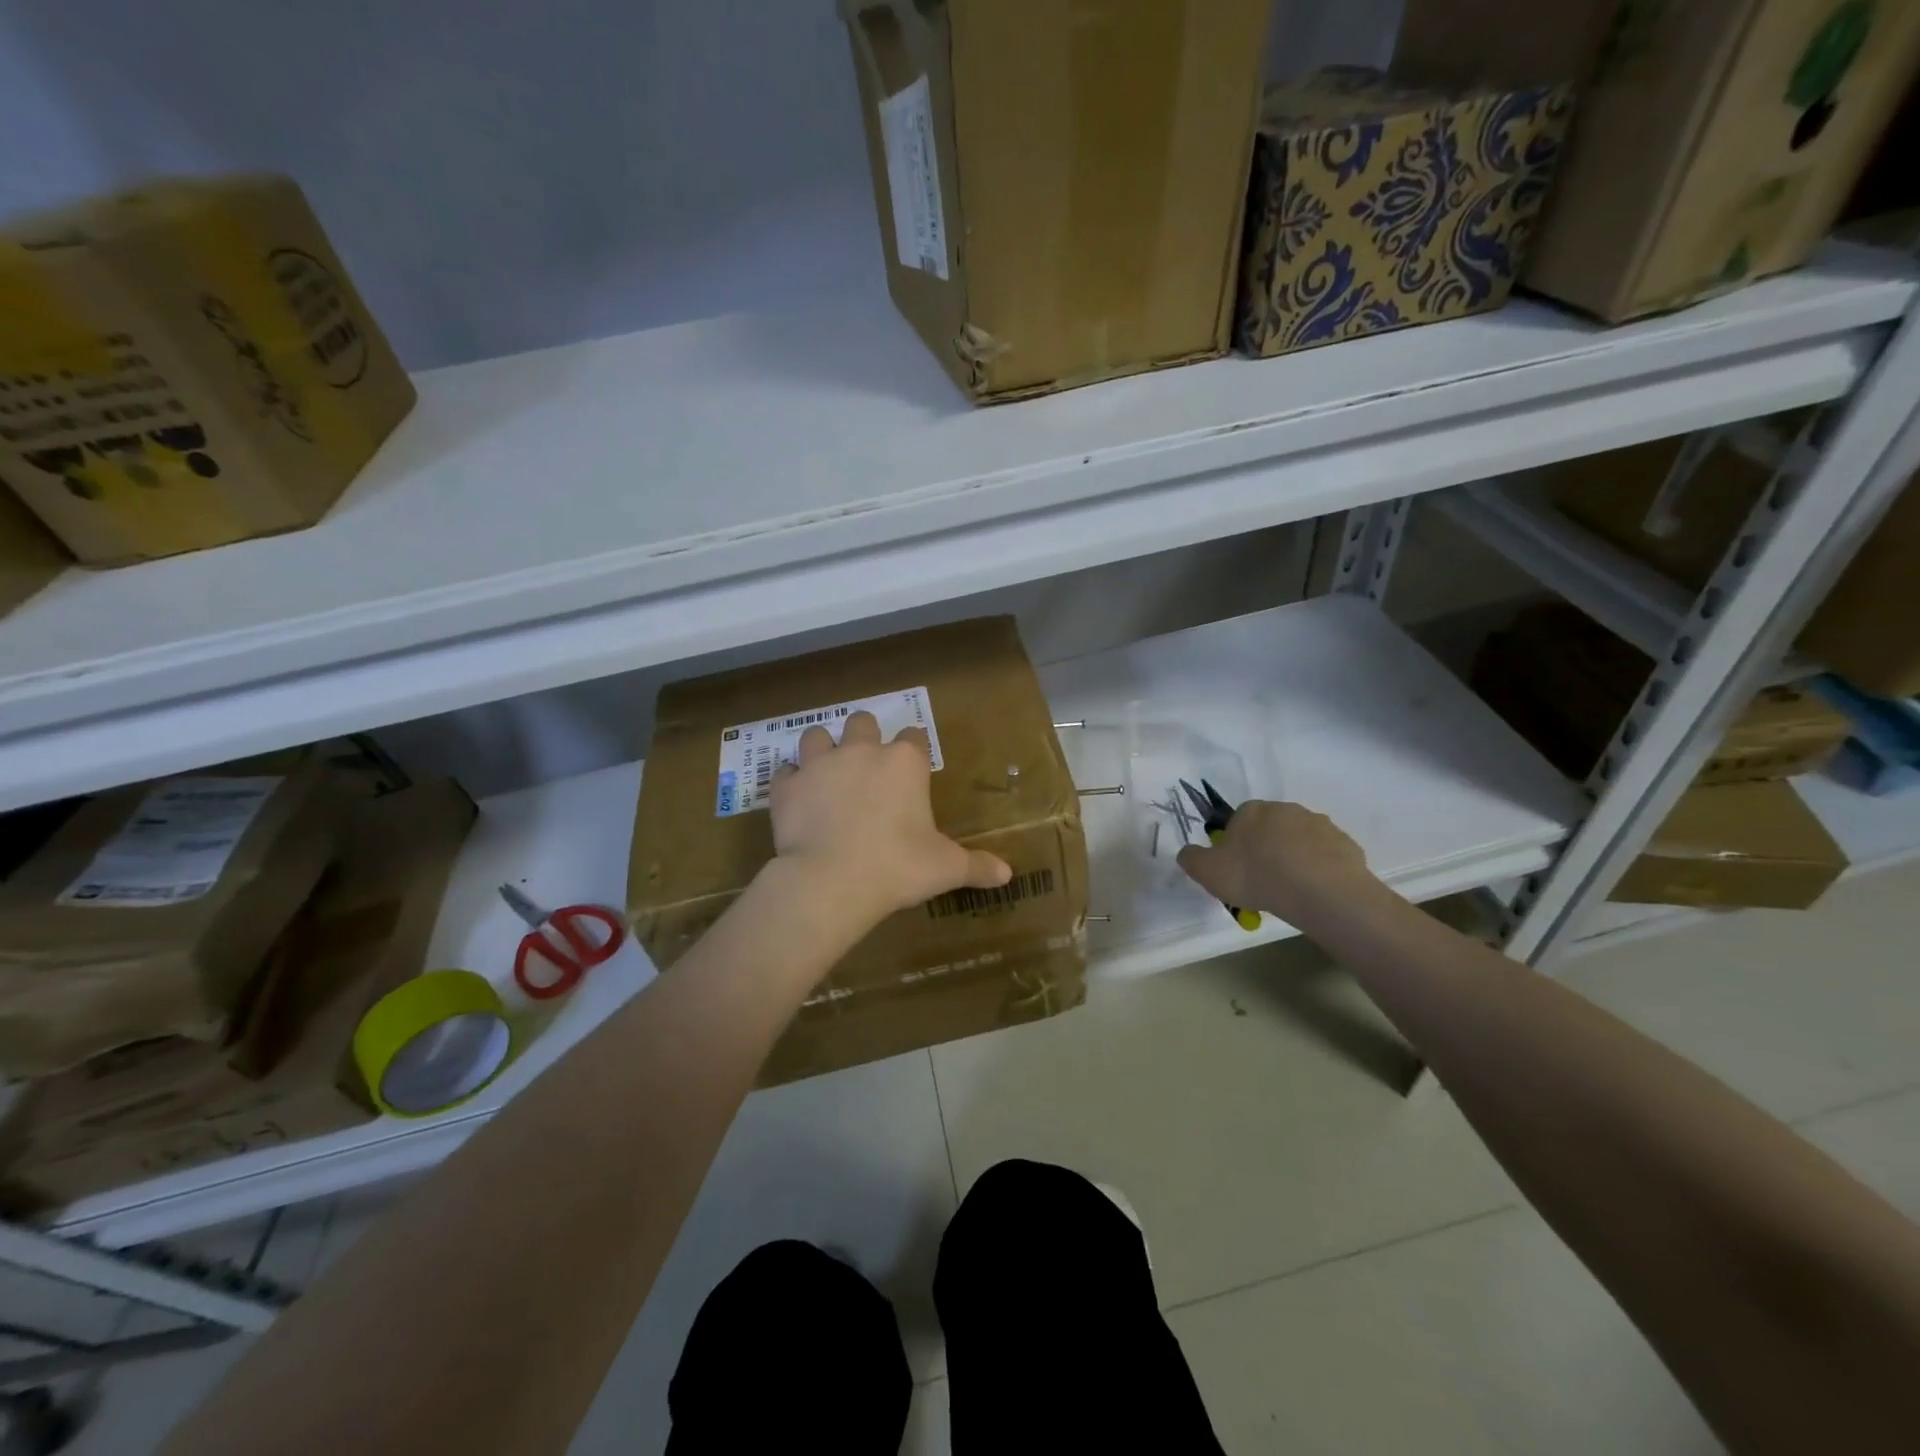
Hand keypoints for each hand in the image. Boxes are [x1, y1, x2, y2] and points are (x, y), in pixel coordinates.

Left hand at [769, 710, 1010, 927]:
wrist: (831, 882)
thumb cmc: (897, 867)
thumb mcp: (945, 868)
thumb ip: (977, 866)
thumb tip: (1007, 874)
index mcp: (904, 762)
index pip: (914, 737)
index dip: (914, 751)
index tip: (913, 770)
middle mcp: (861, 751)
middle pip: (863, 722)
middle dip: (865, 737)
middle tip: (867, 767)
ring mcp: (819, 764)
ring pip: (817, 735)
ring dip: (823, 749)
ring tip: (827, 773)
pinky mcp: (786, 786)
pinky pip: (785, 772)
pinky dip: (791, 782)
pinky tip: (796, 799)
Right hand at [1176, 800, 1381, 927]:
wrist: (1319, 891)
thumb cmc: (1256, 876)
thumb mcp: (1207, 872)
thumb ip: (1191, 858)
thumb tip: (1188, 852)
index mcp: (1251, 810)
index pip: (1238, 819)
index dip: (1235, 843)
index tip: (1236, 868)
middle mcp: (1285, 809)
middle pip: (1270, 828)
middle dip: (1266, 849)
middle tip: (1262, 881)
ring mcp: (1319, 824)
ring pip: (1300, 841)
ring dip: (1294, 858)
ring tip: (1290, 891)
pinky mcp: (1345, 844)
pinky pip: (1326, 856)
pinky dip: (1319, 870)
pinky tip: (1314, 892)